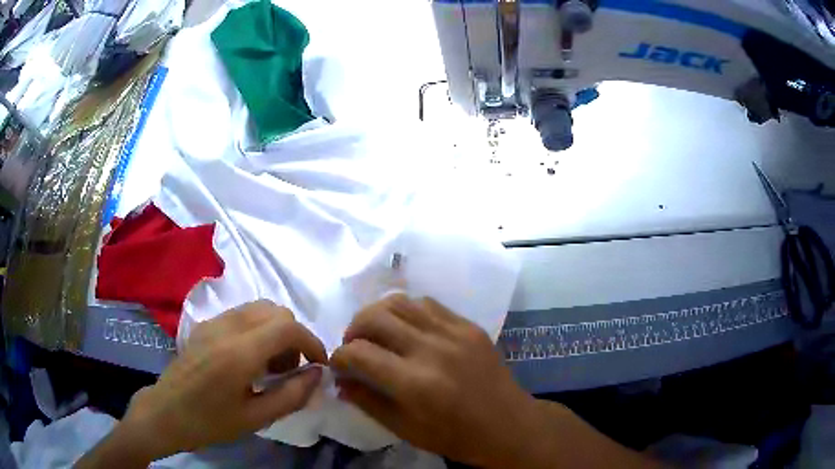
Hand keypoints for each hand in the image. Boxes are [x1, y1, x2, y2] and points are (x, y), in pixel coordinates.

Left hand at [119, 300, 326, 459]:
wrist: (166, 412)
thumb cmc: (210, 422)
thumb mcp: (255, 418)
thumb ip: (292, 395)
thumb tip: (317, 374)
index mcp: (239, 352)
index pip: (287, 327)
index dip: (312, 342)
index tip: (319, 365)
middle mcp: (226, 327)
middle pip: (275, 310)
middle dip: (294, 335)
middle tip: (292, 369)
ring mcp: (213, 322)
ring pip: (259, 308)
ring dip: (276, 330)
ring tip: (272, 365)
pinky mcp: (205, 325)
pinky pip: (242, 315)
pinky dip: (258, 329)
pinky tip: (250, 359)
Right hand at [330, 295, 536, 466]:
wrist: (508, 425)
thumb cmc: (456, 437)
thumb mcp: (405, 429)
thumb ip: (367, 402)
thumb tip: (340, 380)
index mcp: (415, 384)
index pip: (359, 353)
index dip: (339, 357)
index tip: (338, 365)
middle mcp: (432, 349)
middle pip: (375, 317)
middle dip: (353, 329)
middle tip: (353, 346)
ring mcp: (454, 332)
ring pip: (400, 302)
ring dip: (377, 314)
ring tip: (375, 332)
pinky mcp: (469, 325)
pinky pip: (427, 303)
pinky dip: (406, 311)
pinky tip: (405, 328)